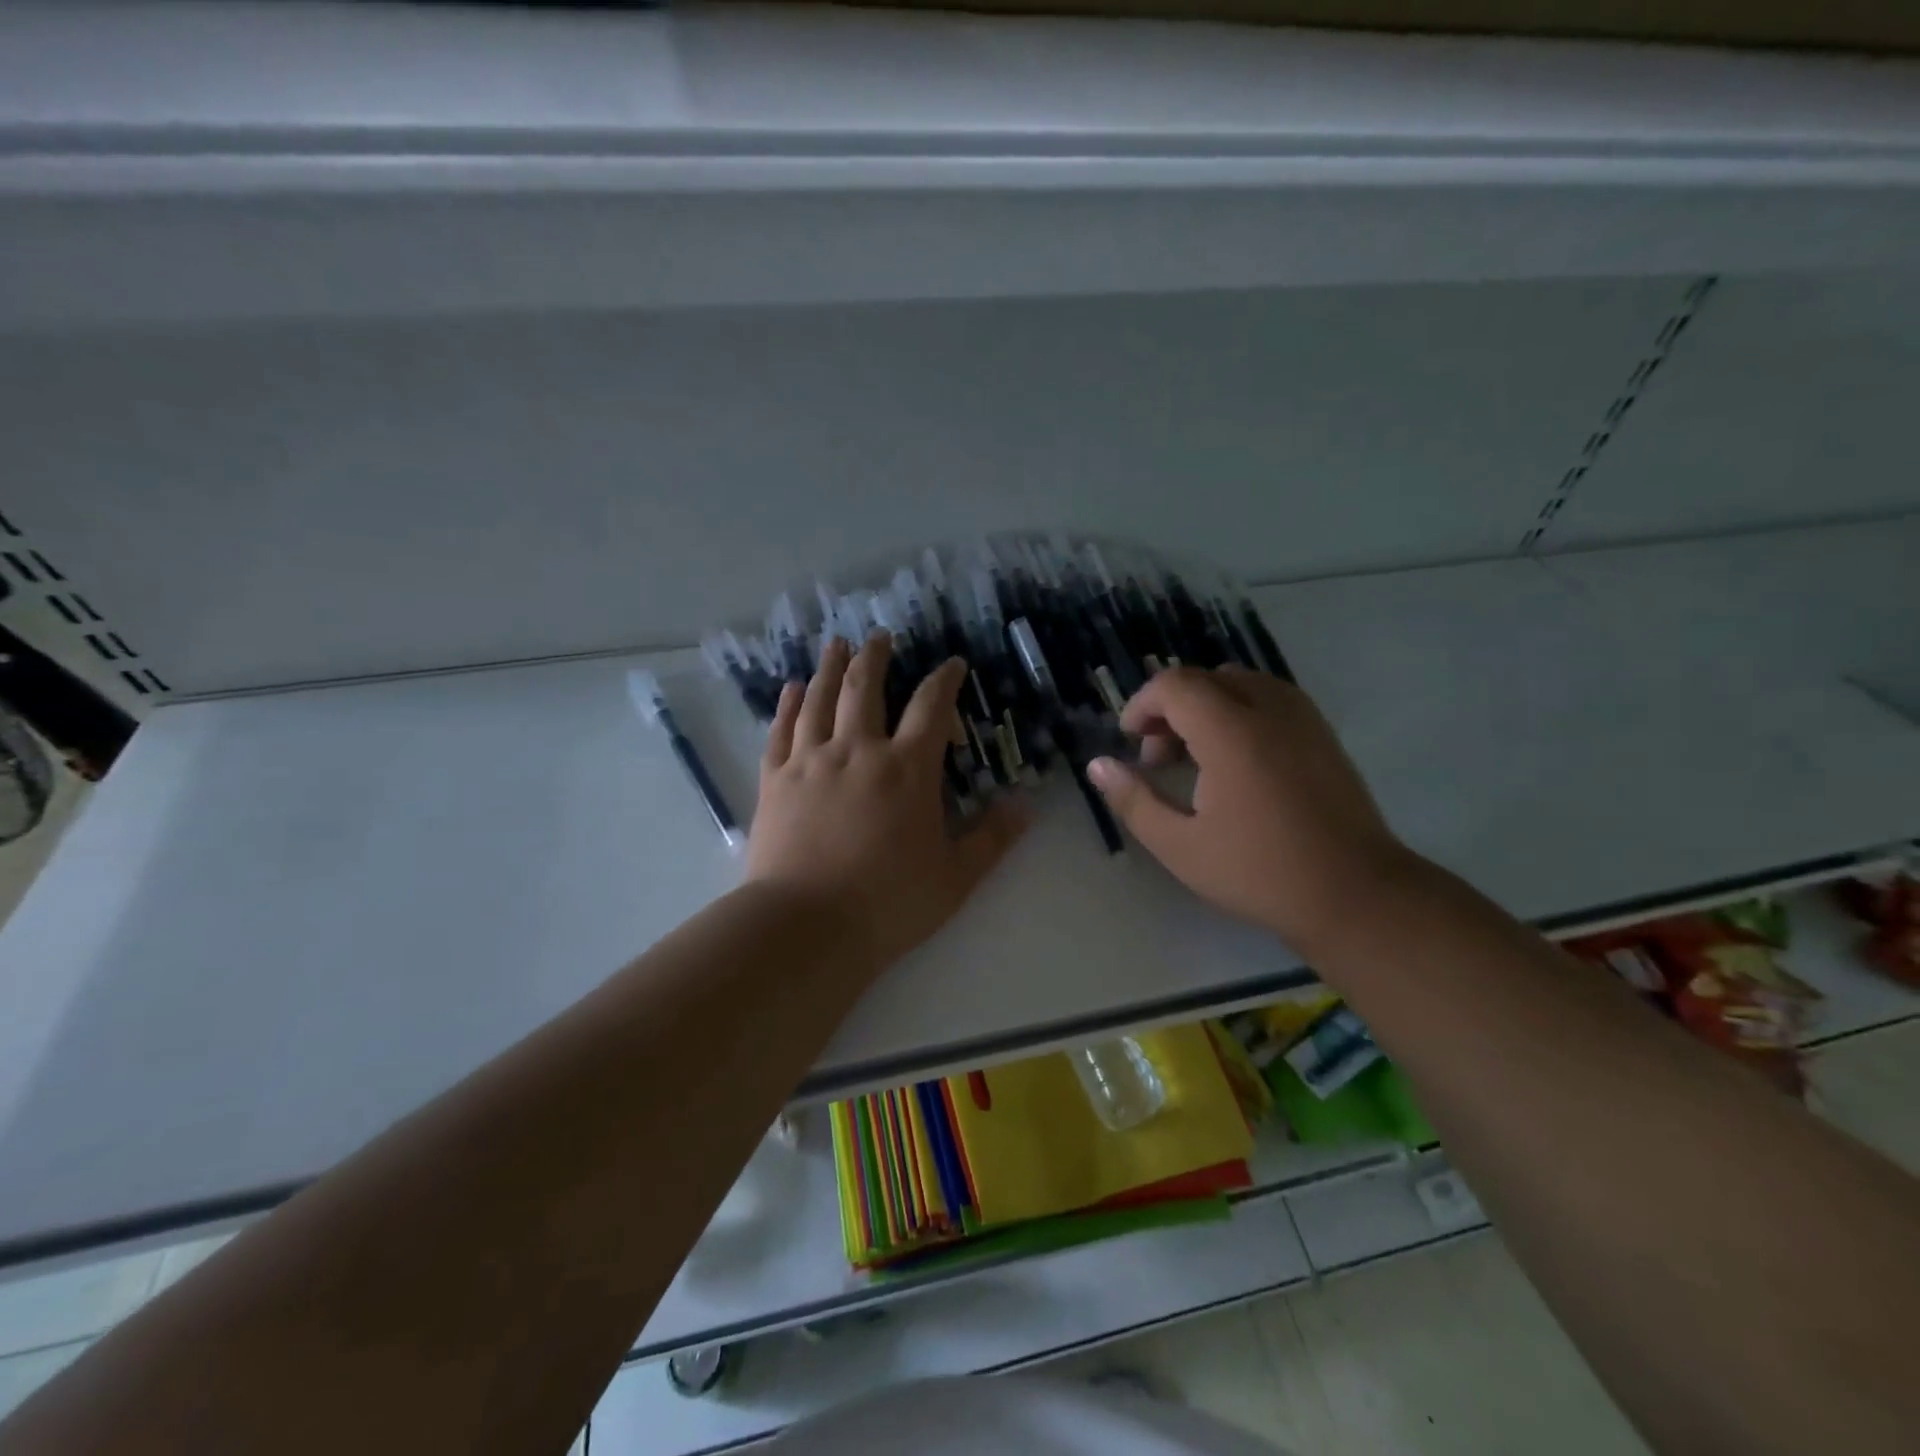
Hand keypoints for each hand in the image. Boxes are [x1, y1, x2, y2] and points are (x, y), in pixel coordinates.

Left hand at [746, 635, 1027, 976]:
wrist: (806, 926)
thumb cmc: (888, 903)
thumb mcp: (955, 876)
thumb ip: (992, 838)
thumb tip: (1025, 807)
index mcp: (907, 770)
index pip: (931, 707)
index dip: (944, 680)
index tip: (952, 663)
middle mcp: (858, 751)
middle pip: (867, 687)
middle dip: (876, 656)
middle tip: (880, 635)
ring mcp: (811, 762)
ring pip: (820, 699)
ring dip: (831, 667)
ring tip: (836, 645)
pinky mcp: (775, 780)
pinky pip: (781, 730)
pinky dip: (788, 704)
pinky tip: (792, 688)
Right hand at [1086, 666, 1414, 952]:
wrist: (1356, 894)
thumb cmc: (1259, 872)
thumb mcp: (1180, 845)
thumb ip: (1133, 800)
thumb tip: (1098, 765)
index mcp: (1231, 732)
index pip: (1174, 685)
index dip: (1141, 705)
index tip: (1130, 742)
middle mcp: (1268, 710)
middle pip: (1205, 679)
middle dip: (1170, 707)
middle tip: (1158, 757)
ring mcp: (1302, 718)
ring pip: (1239, 683)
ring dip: (1205, 706)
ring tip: (1195, 756)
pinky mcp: (1322, 733)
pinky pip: (1269, 697)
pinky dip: (1238, 711)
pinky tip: (1234, 760)